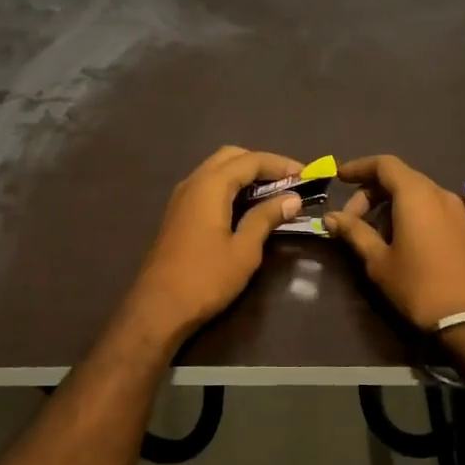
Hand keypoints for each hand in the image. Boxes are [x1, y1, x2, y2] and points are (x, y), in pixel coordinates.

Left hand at [122, 146, 306, 341]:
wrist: (158, 308)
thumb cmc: (205, 279)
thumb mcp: (244, 250)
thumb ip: (266, 218)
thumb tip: (292, 199)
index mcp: (210, 185)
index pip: (251, 160)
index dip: (281, 164)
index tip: (306, 175)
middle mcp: (193, 182)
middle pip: (231, 157)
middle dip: (262, 163)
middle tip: (289, 181)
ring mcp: (182, 197)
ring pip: (217, 170)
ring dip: (245, 174)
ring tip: (274, 193)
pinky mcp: (178, 213)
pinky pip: (208, 186)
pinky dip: (230, 187)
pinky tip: (247, 206)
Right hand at [324, 155, 464, 329]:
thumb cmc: (418, 285)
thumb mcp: (379, 261)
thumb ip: (355, 232)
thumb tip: (331, 217)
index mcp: (416, 194)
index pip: (384, 164)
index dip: (359, 167)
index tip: (338, 178)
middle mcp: (438, 193)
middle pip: (400, 177)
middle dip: (371, 192)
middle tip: (349, 219)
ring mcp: (456, 210)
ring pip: (416, 193)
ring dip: (389, 204)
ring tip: (371, 233)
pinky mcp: (464, 228)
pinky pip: (430, 207)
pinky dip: (409, 213)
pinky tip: (397, 240)